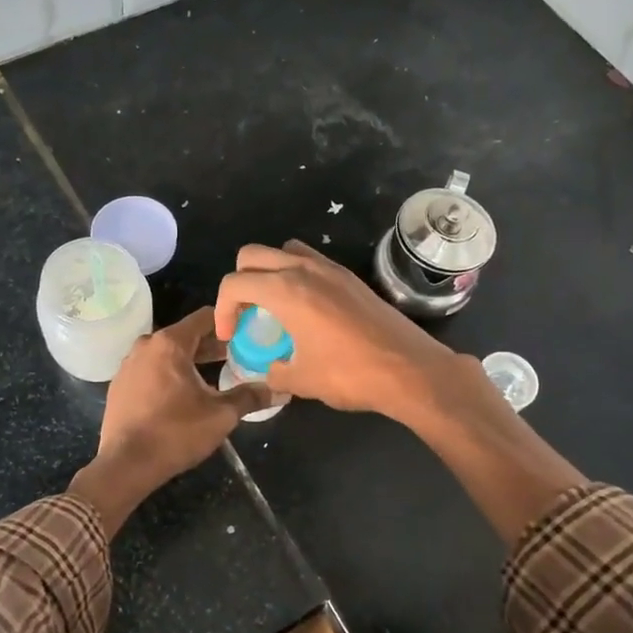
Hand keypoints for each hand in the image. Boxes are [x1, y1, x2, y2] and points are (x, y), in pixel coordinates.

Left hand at [70, 308, 270, 533]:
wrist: (125, 465)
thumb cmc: (175, 433)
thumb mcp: (221, 415)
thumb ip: (250, 397)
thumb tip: (281, 391)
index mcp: (169, 343)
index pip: (205, 317)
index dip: (229, 323)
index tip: (248, 334)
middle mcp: (146, 345)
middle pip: (186, 335)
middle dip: (212, 345)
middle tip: (239, 357)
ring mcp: (128, 365)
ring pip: (167, 353)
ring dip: (191, 361)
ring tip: (215, 376)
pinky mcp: (120, 385)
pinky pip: (151, 369)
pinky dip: (169, 374)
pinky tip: (184, 395)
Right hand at [214, 240, 457, 420]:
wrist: (410, 369)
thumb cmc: (350, 374)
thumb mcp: (302, 381)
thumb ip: (274, 372)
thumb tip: (268, 371)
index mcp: (285, 290)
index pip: (234, 282)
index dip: (222, 309)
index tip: (231, 335)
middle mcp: (305, 270)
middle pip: (253, 255)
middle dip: (240, 281)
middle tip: (246, 314)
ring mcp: (331, 269)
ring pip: (285, 251)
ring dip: (269, 272)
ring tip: (274, 306)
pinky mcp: (350, 278)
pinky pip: (311, 262)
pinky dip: (297, 276)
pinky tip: (306, 310)